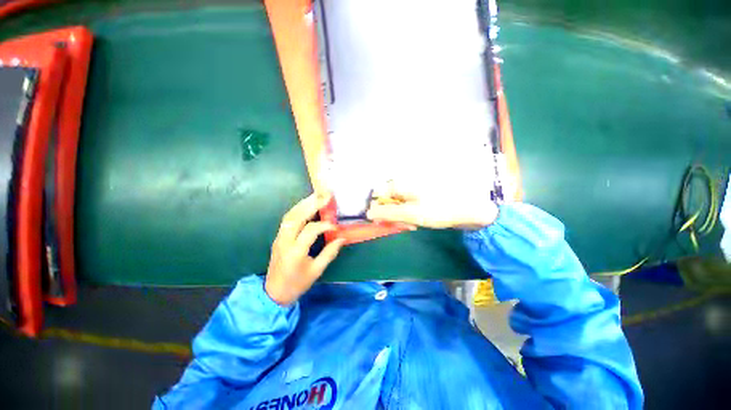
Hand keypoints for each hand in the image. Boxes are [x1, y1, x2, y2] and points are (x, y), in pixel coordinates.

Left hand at [265, 193, 344, 305]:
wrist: (273, 293)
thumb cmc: (297, 284)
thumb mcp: (316, 271)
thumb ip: (330, 253)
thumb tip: (342, 238)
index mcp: (296, 251)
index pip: (311, 230)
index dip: (325, 225)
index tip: (336, 226)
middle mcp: (285, 241)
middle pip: (297, 217)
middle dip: (312, 204)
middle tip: (326, 195)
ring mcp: (279, 238)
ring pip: (290, 215)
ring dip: (304, 203)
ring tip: (317, 195)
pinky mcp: (278, 237)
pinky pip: (287, 219)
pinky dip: (298, 209)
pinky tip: (306, 205)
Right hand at [366, 179, 498, 229]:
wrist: (471, 208)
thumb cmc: (440, 209)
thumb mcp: (411, 214)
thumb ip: (388, 213)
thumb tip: (368, 213)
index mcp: (401, 184)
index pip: (379, 195)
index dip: (379, 210)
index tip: (386, 222)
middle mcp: (405, 184)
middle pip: (388, 201)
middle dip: (393, 215)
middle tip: (405, 226)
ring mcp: (414, 190)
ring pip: (398, 205)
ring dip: (402, 217)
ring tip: (413, 225)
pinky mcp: (421, 196)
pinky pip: (408, 206)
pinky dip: (410, 215)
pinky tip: (419, 221)